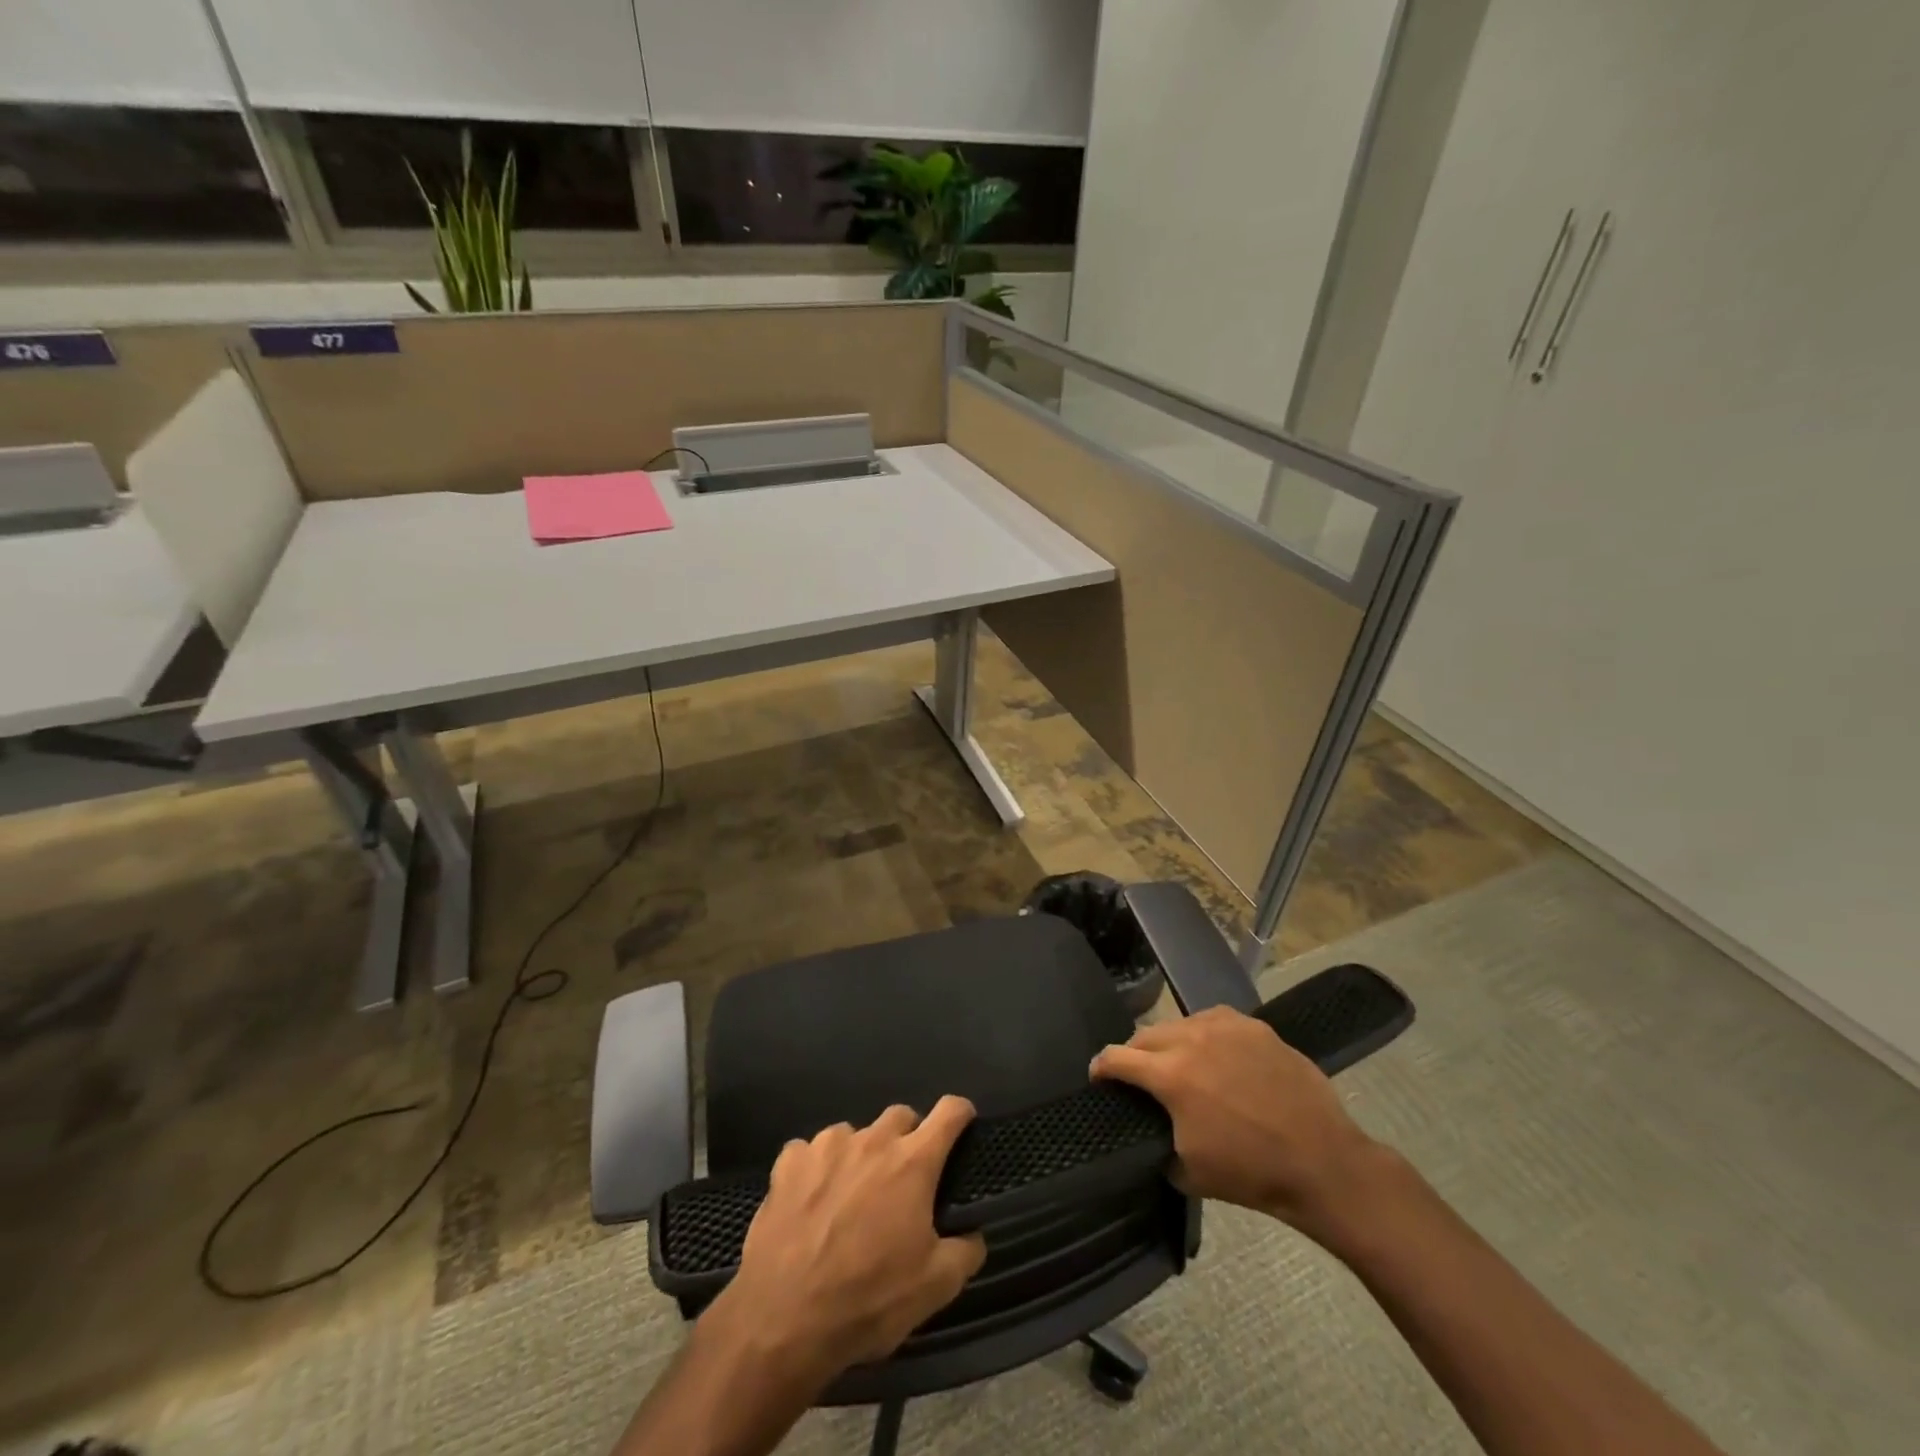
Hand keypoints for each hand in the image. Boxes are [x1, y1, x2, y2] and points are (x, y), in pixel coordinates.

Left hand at [706, 1097, 987, 1380]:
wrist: (783, 1319)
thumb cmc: (868, 1299)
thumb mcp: (934, 1288)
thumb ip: (965, 1252)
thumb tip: (974, 1233)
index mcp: (912, 1162)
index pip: (949, 1112)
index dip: (961, 1113)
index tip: (963, 1124)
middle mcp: (872, 1140)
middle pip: (900, 1116)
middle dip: (908, 1138)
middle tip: (903, 1179)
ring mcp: (826, 1145)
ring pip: (854, 1133)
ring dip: (860, 1155)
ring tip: (850, 1196)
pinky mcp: (789, 1162)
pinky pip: (809, 1151)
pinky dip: (815, 1168)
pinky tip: (810, 1200)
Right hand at [1090, 1007, 1384, 1242]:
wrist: (1321, 1161)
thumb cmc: (1250, 1172)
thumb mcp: (1188, 1171)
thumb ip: (1158, 1142)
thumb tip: (1152, 1130)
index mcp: (1169, 1075)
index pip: (1116, 1058)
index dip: (1100, 1068)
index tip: (1097, 1076)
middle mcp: (1191, 1038)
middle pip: (1145, 1035)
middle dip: (1134, 1054)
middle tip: (1137, 1075)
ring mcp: (1225, 1026)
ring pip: (1180, 1023)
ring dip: (1170, 1042)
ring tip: (1179, 1062)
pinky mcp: (1254, 1026)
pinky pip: (1215, 1020)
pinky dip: (1205, 1035)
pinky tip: (1216, 1054)